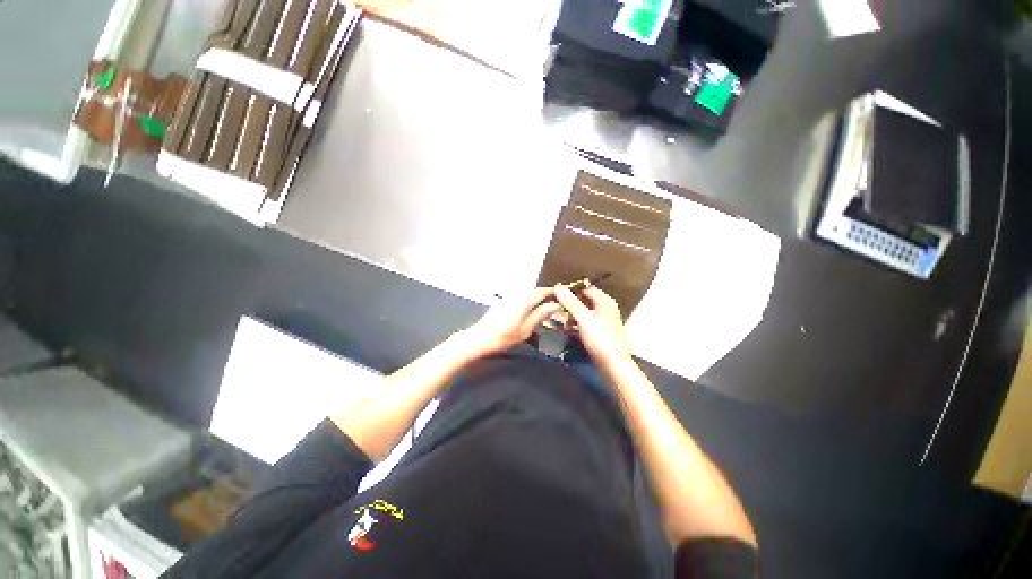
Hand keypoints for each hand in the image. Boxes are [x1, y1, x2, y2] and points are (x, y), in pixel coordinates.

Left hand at [460, 288, 561, 357]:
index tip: (563, 295)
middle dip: (545, 296)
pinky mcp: (502, 304)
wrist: (479, 339)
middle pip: (533, 292)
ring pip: (526, 295)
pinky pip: (519, 300)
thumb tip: (554, 305)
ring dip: (536, 300)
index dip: (552, 292)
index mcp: (523, 301)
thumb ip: (540, 315)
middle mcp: (515, 296)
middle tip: (556, 304)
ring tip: (545, 310)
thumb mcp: (525, 329)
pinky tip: (529, 313)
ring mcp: (507, 299)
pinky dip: (527, 303)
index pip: (541, 291)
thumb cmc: (503, 337)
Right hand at [553, 284, 632, 371]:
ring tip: (563, 324)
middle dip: (570, 305)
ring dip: (572, 316)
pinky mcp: (600, 331)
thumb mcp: (583, 319)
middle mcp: (605, 307)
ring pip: (583, 312)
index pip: (585, 288)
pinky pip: (586, 322)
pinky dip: (577, 324)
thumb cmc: (600, 339)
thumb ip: (570, 302)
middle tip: (557, 311)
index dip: (570, 290)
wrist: (614, 365)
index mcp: (604, 301)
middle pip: (584, 300)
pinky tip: (569, 331)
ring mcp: (603, 320)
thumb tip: (558, 286)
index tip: (556, 295)